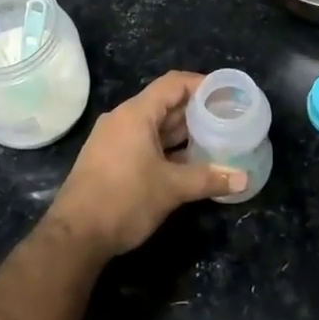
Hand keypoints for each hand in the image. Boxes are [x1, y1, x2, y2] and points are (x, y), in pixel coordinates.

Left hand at [47, 72, 247, 257]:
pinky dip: (166, 146)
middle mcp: (122, 119)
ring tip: (213, 138)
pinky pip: (143, 141)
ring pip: (153, 124)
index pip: (173, 84)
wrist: (75, 235)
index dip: (200, 84)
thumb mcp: (171, 188)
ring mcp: (113, 139)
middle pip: (164, 103)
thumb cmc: (125, 200)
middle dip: (195, 110)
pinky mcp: (109, 158)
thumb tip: (243, 179)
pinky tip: (187, 161)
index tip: (226, 93)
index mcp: (136, 114)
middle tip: (225, 117)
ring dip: (181, 131)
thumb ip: (208, 179)